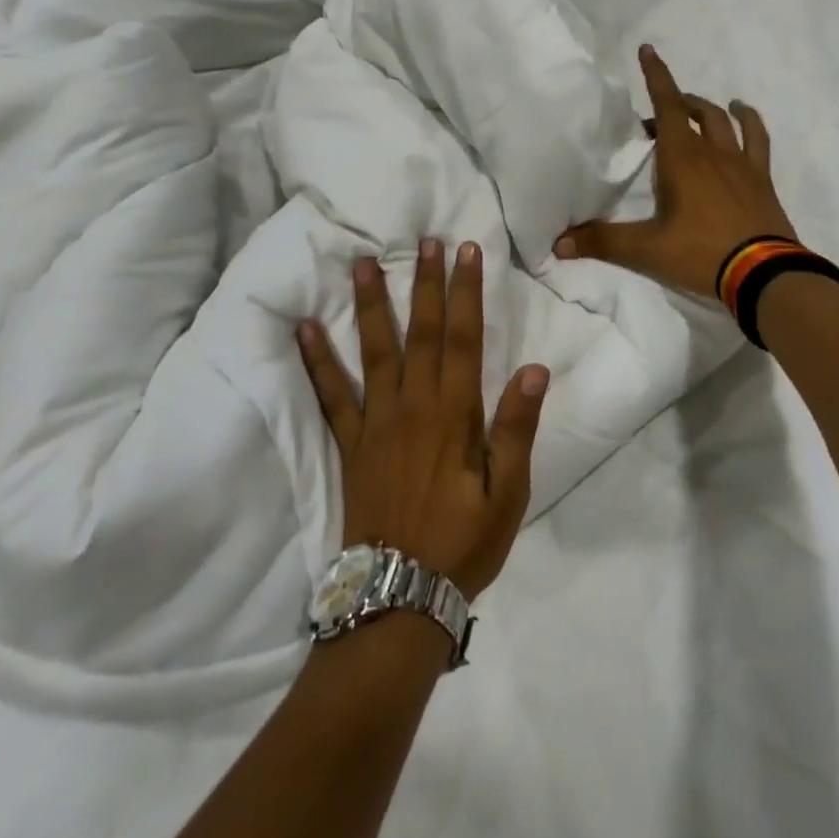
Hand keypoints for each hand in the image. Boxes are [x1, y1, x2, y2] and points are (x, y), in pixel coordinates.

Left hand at [298, 240, 547, 598]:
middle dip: (425, 284)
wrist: (399, 596)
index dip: (466, 292)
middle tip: (423, 241)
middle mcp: (413, 406)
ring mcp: (375, 423)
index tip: (465, 252)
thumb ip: (516, 429)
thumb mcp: (508, 493)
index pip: (465, 339)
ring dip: (371, 305)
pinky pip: (330, 396)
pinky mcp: (350, 444)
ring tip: (363, 264)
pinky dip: (316, 360)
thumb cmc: (463, 543)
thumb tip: (534, 370)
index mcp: (454, 414)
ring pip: (374, 351)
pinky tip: (304, 328)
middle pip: (422, 333)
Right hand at [554, 44, 797, 296]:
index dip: (657, 77)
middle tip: (656, 118)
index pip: (667, 106)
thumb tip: (558, 244)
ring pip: (727, 122)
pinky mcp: (762, 180)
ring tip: (702, 108)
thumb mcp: (646, 249)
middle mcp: (713, 152)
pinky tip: (745, 120)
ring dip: (710, 110)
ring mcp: (742, 164)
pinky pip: (758, 140)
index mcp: (682, 159)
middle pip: (695, 112)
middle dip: (675, 104)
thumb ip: (602, 242)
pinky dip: (750, 124)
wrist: (763, 273)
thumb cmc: (700, 253)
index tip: (648, 50)